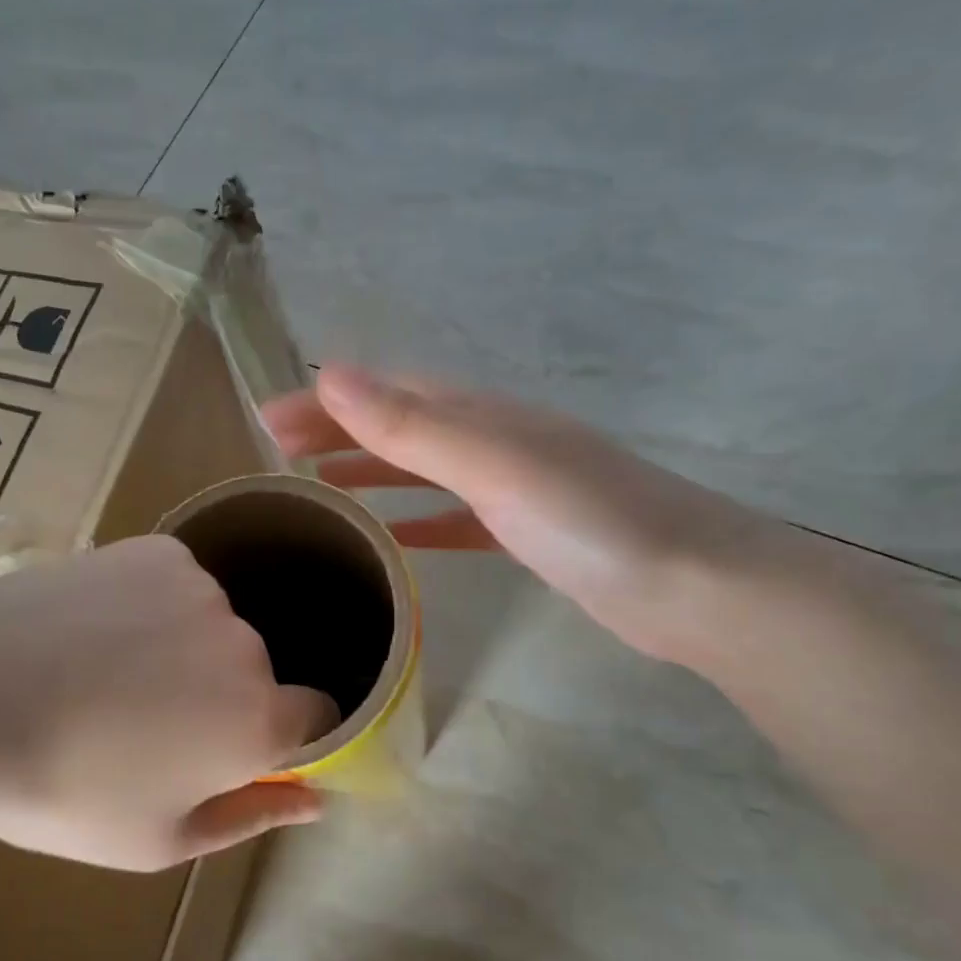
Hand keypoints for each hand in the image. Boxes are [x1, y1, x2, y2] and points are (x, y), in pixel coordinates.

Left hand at [0, 536, 336, 869]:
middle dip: (220, 696)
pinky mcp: (157, 550)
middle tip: (144, 723)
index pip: (318, 715)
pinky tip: (95, 624)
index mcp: (257, 719)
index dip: (285, 737)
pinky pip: (176, 582)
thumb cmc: (59, 790)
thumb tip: (316, 800)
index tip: (234, 749)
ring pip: (213, 624)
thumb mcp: (157, 840)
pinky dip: (153, 603)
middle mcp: (245, 643)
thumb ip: (251, 816)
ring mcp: (201, 587)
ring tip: (107, 670)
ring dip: (184, 646)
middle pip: (256, 670)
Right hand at [263, 366, 795, 663]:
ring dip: (372, 469)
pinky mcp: (529, 532)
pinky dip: (420, 519)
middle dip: (338, 431)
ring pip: (426, 468)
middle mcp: (495, 439)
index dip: (326, 402)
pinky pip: (457, 516)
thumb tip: (332, 373)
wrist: (693, 587)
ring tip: (320, 487)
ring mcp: (515, 486)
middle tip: (277, 453)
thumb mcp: (493, 465)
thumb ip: (414, 424)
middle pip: (401, 424)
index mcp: (483, 415)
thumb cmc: (589, 520)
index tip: (268, 420)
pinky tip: (396, 538)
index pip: (386, 394)